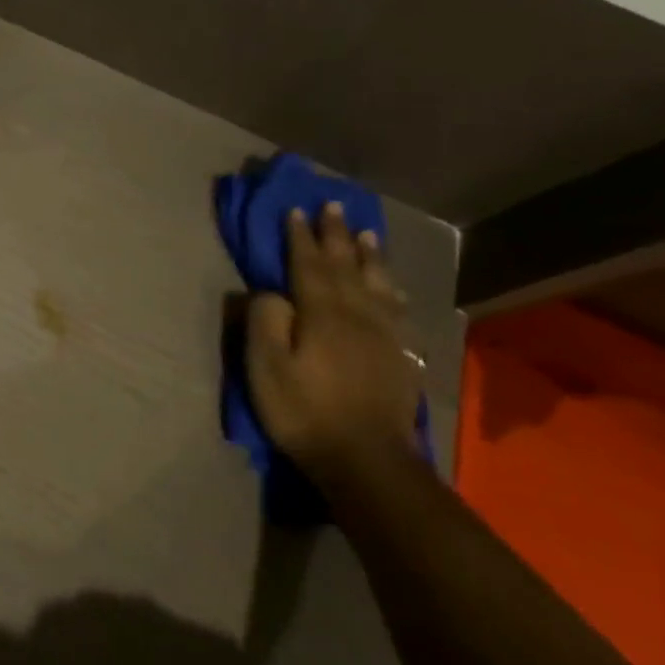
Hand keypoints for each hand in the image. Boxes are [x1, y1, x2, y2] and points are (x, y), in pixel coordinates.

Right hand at [245, 202, 422, 483]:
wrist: (366, 459)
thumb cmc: (303, 411)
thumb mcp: (265, 367)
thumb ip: (266, 321)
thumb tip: (272, 293)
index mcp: (323, 315)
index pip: (309, 265)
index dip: (301, 237)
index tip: (296, 210)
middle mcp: (358, 316)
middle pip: (347, 267)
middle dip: (337, 235)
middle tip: (334, 205)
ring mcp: (384, 336)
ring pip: (378, 284)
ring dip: (369, 256)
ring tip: (367, 232)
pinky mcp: (399, 357)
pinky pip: (396, 310)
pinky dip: (391, 290)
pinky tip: (391, 287)